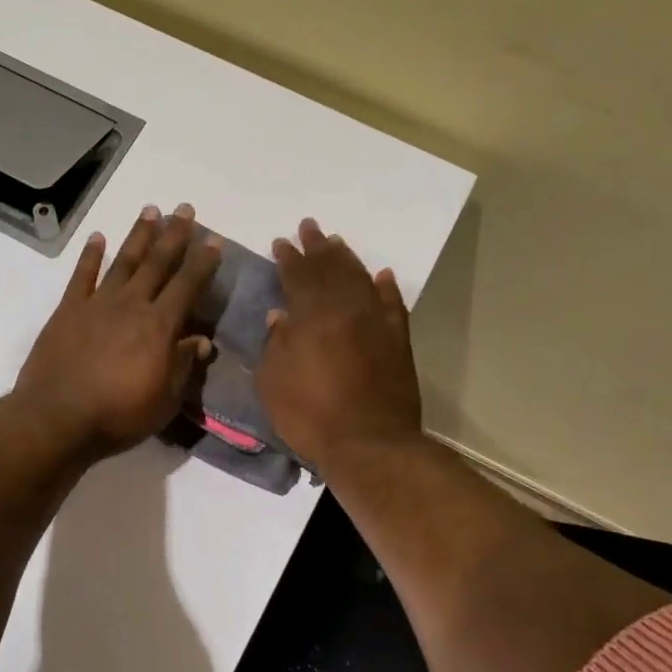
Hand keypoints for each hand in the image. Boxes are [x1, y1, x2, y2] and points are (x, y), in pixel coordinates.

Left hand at [13, 203, 222, 458]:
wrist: (57, 418)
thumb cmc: (118, 415)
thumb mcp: (164, 400)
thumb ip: (183, 366)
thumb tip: (201, 341)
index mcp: (159, 326)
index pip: (187, 285)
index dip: (203, 262)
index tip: (213, 240)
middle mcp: (131, 304)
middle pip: (157, 262)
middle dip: (174, 235)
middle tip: (184, 209)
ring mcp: (97, 303)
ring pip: (123, 261)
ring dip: (138, 235)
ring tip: (150, 210)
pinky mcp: (68, 310)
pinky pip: (82, 275)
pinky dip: (90, 255)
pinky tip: (97, 238)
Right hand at [258, 218, 424, 474]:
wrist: (370, 444)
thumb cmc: (311, 416)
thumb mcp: (273, 383)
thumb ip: (275, 345)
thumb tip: (279, 317)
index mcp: (312, 317)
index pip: (298, 276)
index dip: (289, 257)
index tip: (281, 242)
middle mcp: (346, 310)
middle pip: (331, 270)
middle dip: (317, 247)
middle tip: (309, 227)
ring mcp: (377, 324)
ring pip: (361, 279)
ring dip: (348, 259)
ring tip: (337, 243)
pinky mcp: (398, 342)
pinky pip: (394, 305)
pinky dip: (387, 288)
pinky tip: (382, 276)